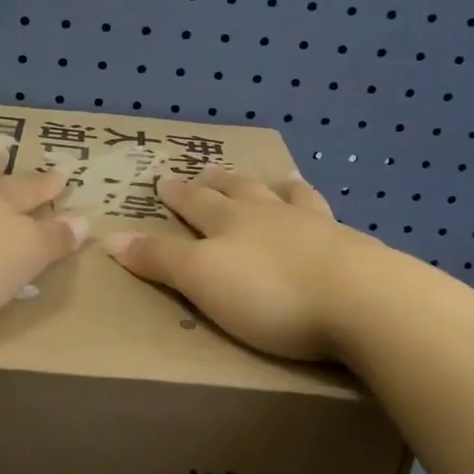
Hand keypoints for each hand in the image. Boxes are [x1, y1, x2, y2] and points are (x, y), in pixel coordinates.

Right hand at [104, 168, 388, 361]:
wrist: (362, 300)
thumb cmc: (270, 293)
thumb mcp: (201, 279)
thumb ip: (159, 259)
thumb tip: (111, 237)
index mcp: (230, 222)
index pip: (194, 203)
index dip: (176, 194)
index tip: (163, 179)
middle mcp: (270, 215)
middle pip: (240, 191)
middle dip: (220, 183)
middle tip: (209, 173)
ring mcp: (315, 227)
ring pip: (288, 197)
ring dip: (274, 188)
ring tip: (275, 179)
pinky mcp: (351, 247)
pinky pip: (327, 218)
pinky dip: (317, 210)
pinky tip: (326, 218)